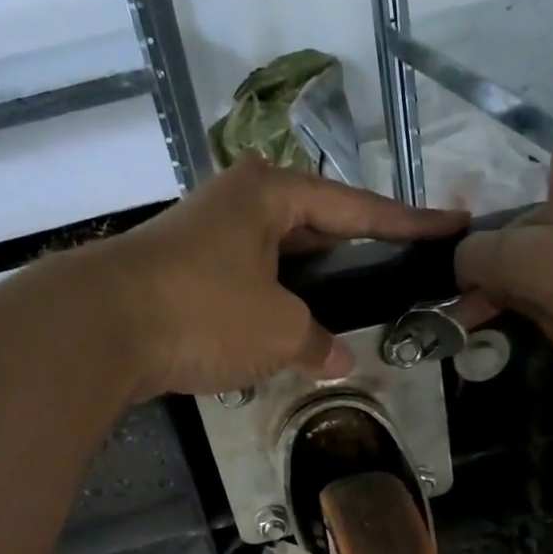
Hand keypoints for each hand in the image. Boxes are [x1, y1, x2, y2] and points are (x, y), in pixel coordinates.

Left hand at [77, 157, 466, 400]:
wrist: (99, 328)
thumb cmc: (203, 310)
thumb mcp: (278, 329)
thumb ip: (317, 341)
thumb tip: (337, 359)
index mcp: (270, 194)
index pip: (358, 208)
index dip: (409, 223)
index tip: (454, 225)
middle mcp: (239, 204)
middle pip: (319, 227)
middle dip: (360, 253)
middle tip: (403, 272)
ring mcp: (207, 239)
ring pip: (282, 261)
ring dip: (315, 288)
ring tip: (357, 309)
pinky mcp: (184, 275)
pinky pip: (251, 285)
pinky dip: (277, 307)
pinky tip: (297, 333)